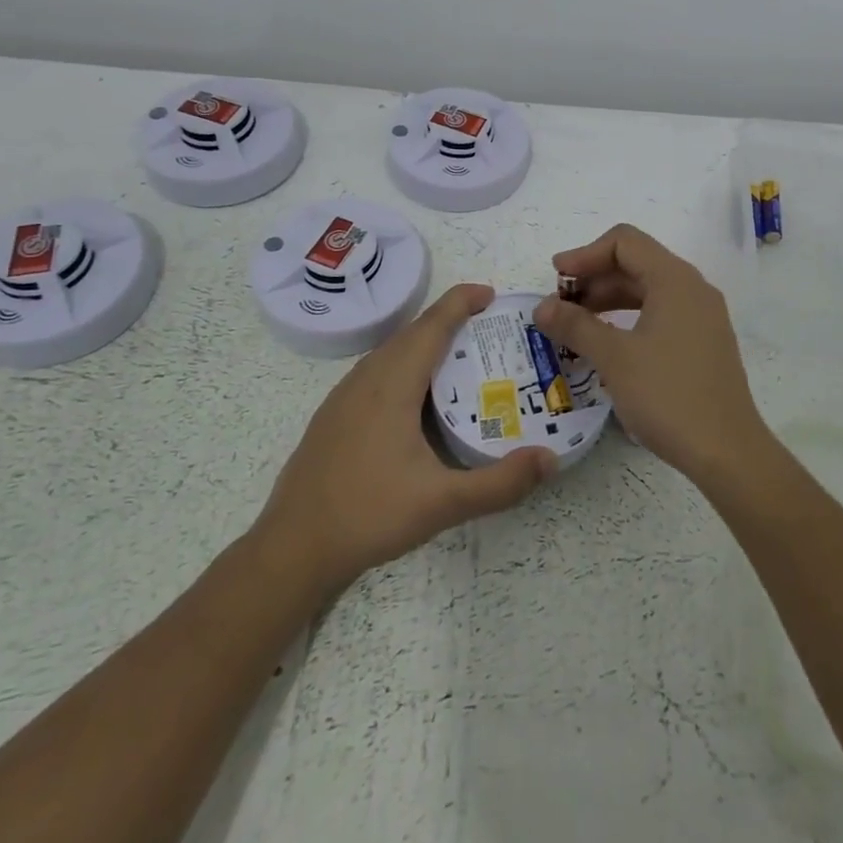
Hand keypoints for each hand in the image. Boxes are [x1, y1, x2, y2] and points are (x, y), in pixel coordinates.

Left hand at [254, 283, 556, 599]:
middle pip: (412, 332)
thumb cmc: (368, 516)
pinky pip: (377, 371)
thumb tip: (550, 460)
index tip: (492, 293)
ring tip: (460, 356)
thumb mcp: (442, 503)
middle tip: (489, 327)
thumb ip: (500, 483)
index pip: (431, 325)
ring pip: (391, 352)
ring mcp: (344, 397)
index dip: (461, 301)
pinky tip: (418, 397)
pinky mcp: (333, 416)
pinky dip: (406, 364)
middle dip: (450, 319)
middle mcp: (366, 379)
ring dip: (426, 341)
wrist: (291, 549)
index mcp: (391, 385)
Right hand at [531, 225, 770, 489]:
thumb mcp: (614, 358)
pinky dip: (629, 318)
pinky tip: (608, 343)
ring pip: (648, 290)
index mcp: (675, 280)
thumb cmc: (668, 396)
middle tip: (559, 305)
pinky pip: (661, 313)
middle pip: (637, 263)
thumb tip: (542, 307)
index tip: (556, 279)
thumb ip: (575, 325)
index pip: (624, 242)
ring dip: (609, 299)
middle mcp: (693, 289)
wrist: (727, 452)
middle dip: (594, 277)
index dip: (585, 254)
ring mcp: (702, 316)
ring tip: (576, 325)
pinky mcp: (704, 342)